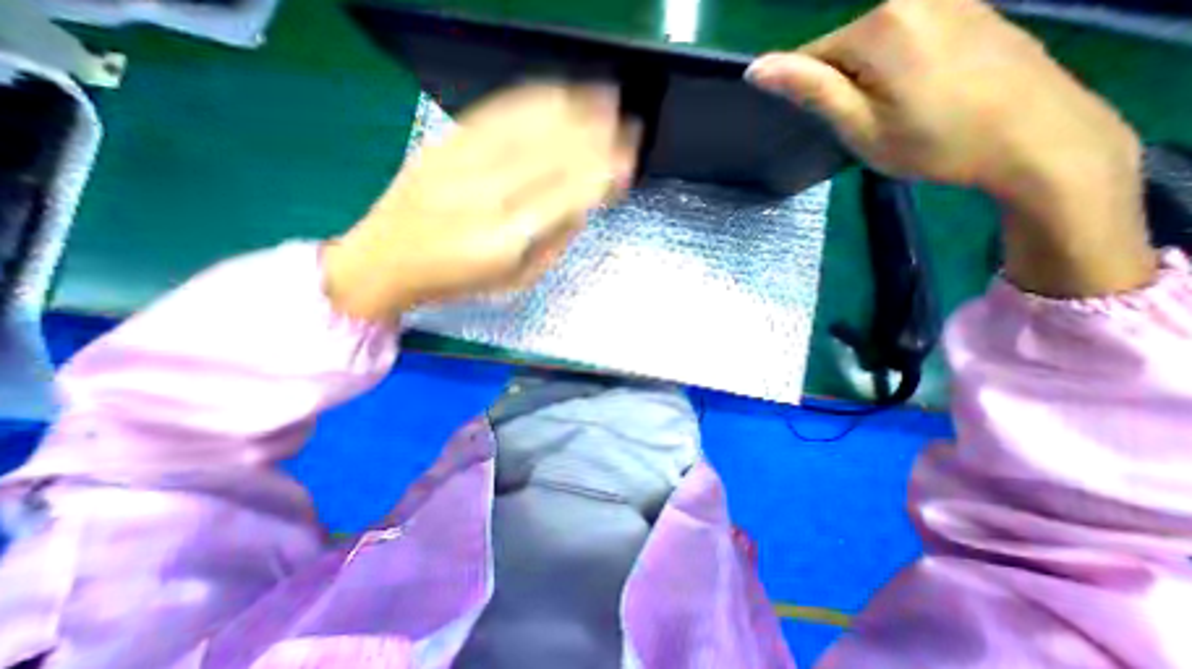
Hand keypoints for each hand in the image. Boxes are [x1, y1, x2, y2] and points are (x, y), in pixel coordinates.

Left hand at [323, 83, 636, 321]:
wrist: (385, 260)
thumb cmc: (459, 282)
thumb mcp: (517, 281)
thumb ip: (553, 244)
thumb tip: (582, 207)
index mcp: (507, 239)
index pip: (567, 195)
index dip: (603, 174)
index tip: (628, 163)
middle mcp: (486, 195)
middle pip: (554, 155)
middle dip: (599, 139)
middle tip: (630, 128)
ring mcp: (462, 163)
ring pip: (529, 126)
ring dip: (574, 110)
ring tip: (607, 100)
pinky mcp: (444, 143)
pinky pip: (496, 112)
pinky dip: (534, 100)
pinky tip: (559, 94)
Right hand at [743, 0, 1155, 293]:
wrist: (1036, 137)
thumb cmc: (933, 142)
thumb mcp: (859, 125)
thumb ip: (811, 90)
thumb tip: (757, 67)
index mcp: (880, 25)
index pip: (809, 56)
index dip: (808, 96)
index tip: (831, 124)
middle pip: (843, 48)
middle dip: (841, 87)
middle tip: (866, 125)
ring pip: (874, 45)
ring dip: (868, 80)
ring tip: (895, 113)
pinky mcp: (971, 8)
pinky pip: (907, 38)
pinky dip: (897, 68)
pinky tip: (920, 95)